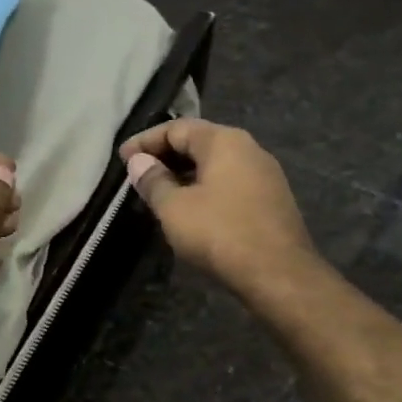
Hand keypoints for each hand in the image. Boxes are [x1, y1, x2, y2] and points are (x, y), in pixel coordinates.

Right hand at [119, 119, 316, 298]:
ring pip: (215, 165)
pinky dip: (204, 189)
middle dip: (165, 156)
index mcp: (224, 141)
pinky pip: (229, 184)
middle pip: (199, 142)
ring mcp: (264, 175)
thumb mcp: (174, 208)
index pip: (177, 128)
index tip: (122, 158)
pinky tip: (189, 210)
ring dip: (184, 175)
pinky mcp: (270, 201)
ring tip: (158, 193)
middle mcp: (249, 149)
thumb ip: (153, 181)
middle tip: (137, 174)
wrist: (278, 274)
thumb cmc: (220, 233)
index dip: (145, 141)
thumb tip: (138, 162)